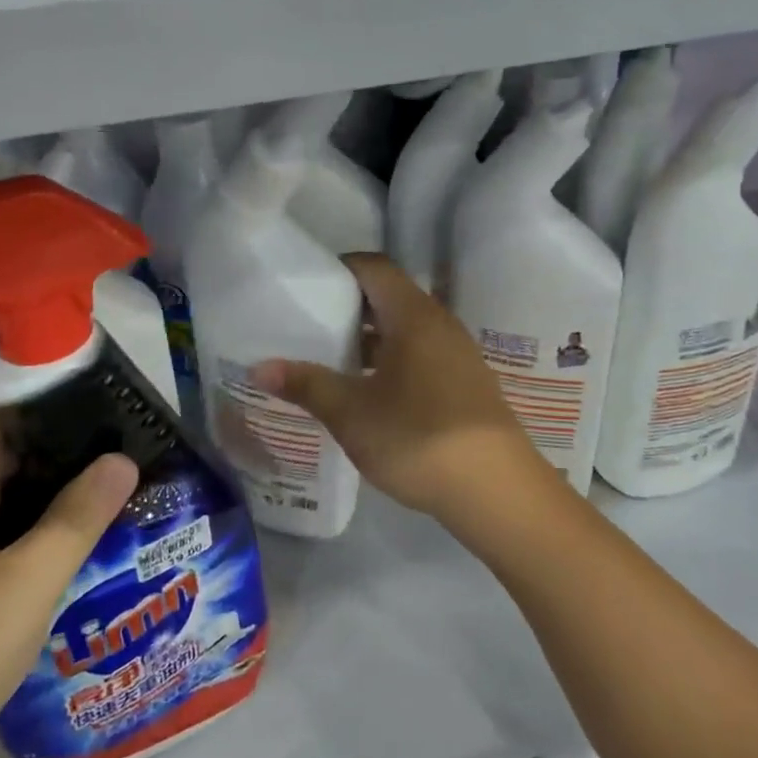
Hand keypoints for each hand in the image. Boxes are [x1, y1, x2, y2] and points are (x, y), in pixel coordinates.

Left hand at [0, 399, 137, 757]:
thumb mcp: (26, 585)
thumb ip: (77, 518)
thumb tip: (122, 459)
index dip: (37, 390)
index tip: (93, 384)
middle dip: (55, 436)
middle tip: (118, 429)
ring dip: (47, 480)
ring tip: (108, 469)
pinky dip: (31, 517)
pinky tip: (72, 526)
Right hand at [251, 254, 550, 525]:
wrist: (497, 490)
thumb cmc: (419, 439)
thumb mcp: (353, 414)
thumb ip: (307, 385)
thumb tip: (260, 368)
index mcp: (414, 315)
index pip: (374, 267)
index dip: (339, 269)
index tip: (305, 287)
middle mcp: (440, 323)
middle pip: (389, 296)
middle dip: (348, 307)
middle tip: (309, 325)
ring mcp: (457, 353)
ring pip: (406, 328)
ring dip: (370, 338)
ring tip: (331, 359)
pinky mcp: (465, 382)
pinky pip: (421, 354)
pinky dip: (392, 360)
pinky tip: (370, 392)